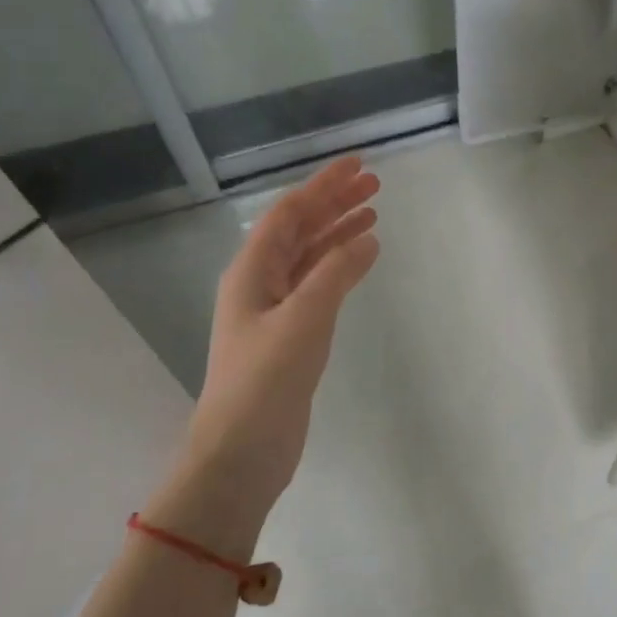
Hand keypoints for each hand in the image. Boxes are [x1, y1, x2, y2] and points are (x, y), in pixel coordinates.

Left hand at [176, 157, 380, 510]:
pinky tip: (361, 261)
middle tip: (374, 185)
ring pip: (310, 257)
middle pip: (300, 230)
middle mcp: (259, 283)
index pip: (290, 213)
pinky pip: (317, 285)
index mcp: (251, 271)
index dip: (323, 185)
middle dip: (334, 204)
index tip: (357, 165)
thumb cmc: (265, 381)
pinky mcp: (289, 335)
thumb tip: (367, 237)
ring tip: (374, 214)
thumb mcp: (303, 320)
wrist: (241, 451)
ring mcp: (274, 310)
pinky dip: (339, 268)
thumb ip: (335, 274)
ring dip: (338, 233)